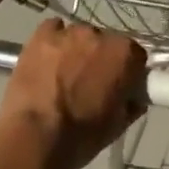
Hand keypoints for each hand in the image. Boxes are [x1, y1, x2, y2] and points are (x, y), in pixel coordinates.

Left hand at [0, 20, 147, 168]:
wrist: (35, 139)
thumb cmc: (82, 136)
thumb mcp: (118, 125)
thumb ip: (132, 103)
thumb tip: (134, 96)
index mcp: (124, 54)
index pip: (134, 54)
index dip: (127, 70)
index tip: (120, 84)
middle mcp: (99, 34)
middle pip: (105, 41)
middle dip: (100, 58)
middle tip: (89, 82)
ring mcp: (68, 32)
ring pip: (79, 36)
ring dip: (76, 50)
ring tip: (63, 74)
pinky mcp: (41, 35)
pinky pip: (53, 29)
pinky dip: (53, 41)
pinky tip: (47, 61)